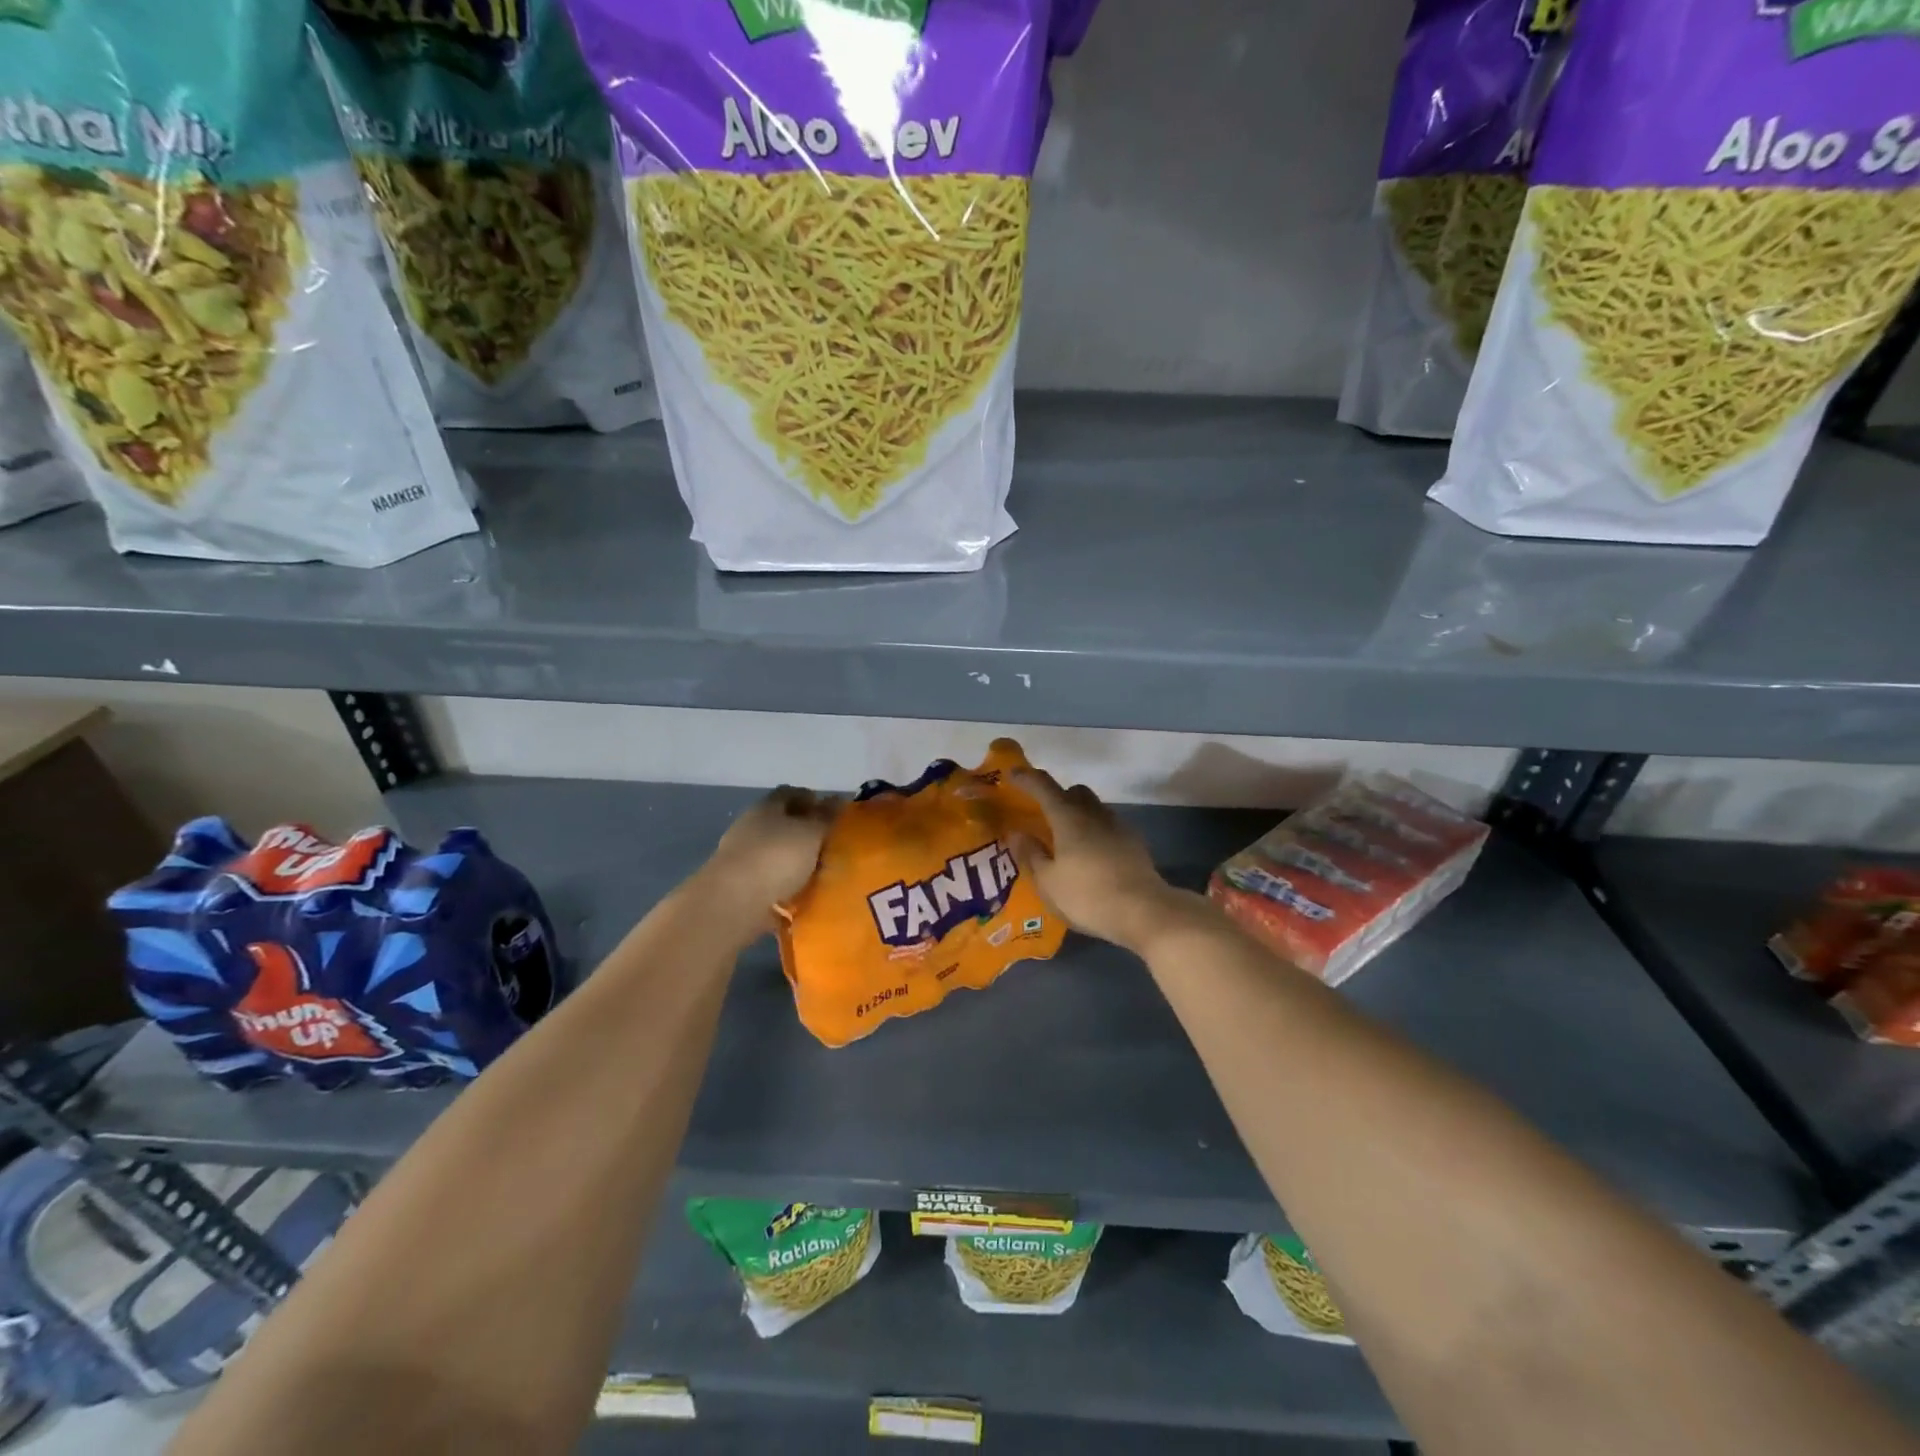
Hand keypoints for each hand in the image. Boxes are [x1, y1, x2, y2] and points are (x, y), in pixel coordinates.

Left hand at [694, 786, 838, 935]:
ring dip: (794, 860)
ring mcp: (742, 858)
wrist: (733, 903)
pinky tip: (802, 895)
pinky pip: (769, 881)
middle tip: (831, 844)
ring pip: (775, 852)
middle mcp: (751, 827)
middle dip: (804, 831)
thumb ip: (825, 816)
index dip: (811, 799)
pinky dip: (784, 885)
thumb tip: (837, 798)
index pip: (791, 793)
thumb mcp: (810, 833)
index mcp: (767, 807)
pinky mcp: (740, 887)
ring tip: (820, 873)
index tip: (833, 812)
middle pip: (781, 823)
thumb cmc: (777, 857)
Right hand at [1010, 769, 1188, 954]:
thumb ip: (1031, 854)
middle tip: (1043, 814)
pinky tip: (1091, 856)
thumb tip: (1017, 833)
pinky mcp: (1135, 844)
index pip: (1044, 787)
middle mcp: (1094, 814)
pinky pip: (1109, 827)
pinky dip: (1096, 832)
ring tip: (1067, 840)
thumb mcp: (1048, 882)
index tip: (1012, 774)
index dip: (1026, 778)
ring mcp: (1119, 827)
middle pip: (1075, 792)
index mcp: (1069, 818)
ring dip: (1079, 815)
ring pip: (1094, 808)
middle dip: (1058, 796)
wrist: (1144, 912)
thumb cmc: (1087, 896)